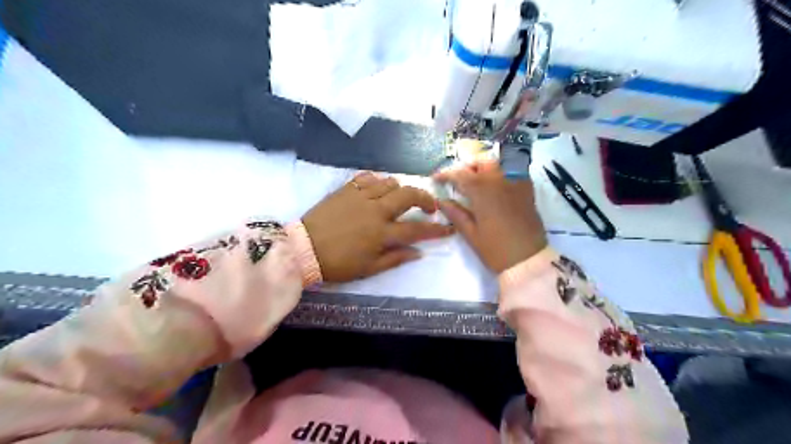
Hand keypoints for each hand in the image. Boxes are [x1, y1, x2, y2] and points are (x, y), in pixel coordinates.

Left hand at [302, 172, 451, 281]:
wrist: (303, 249)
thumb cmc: (338, 263)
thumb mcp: (369, 268)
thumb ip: (396, 258)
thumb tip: (418, 252)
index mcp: (381, 233)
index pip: (416, 229)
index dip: (436, 229)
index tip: (448, 228)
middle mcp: (375, 210)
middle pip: (408, 195)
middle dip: (425, 199)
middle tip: (429, 207)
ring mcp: (360, 197)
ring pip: (390, 182)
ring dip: (401, 190)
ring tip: (400, 199)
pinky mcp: (346, 189)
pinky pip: (367, 177)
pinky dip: (377, 180)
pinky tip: (377, 188)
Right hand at [431, 159, 551, 273]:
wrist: (528, 260)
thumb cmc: (496, 249)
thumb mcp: (471, 234)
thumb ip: (456, 214)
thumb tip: (441, 201)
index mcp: (483, 190)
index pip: (460, 175)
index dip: (446, 175)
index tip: (436, 178)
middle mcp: (500, 180)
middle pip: (481, 164)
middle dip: (467, 169)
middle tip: (457, 181)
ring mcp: (517, 183)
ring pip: (498, 165)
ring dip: (484, 169)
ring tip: (475, 182)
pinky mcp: (527, 190)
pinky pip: (513, 172)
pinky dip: (501, 173)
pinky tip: (495, 187)